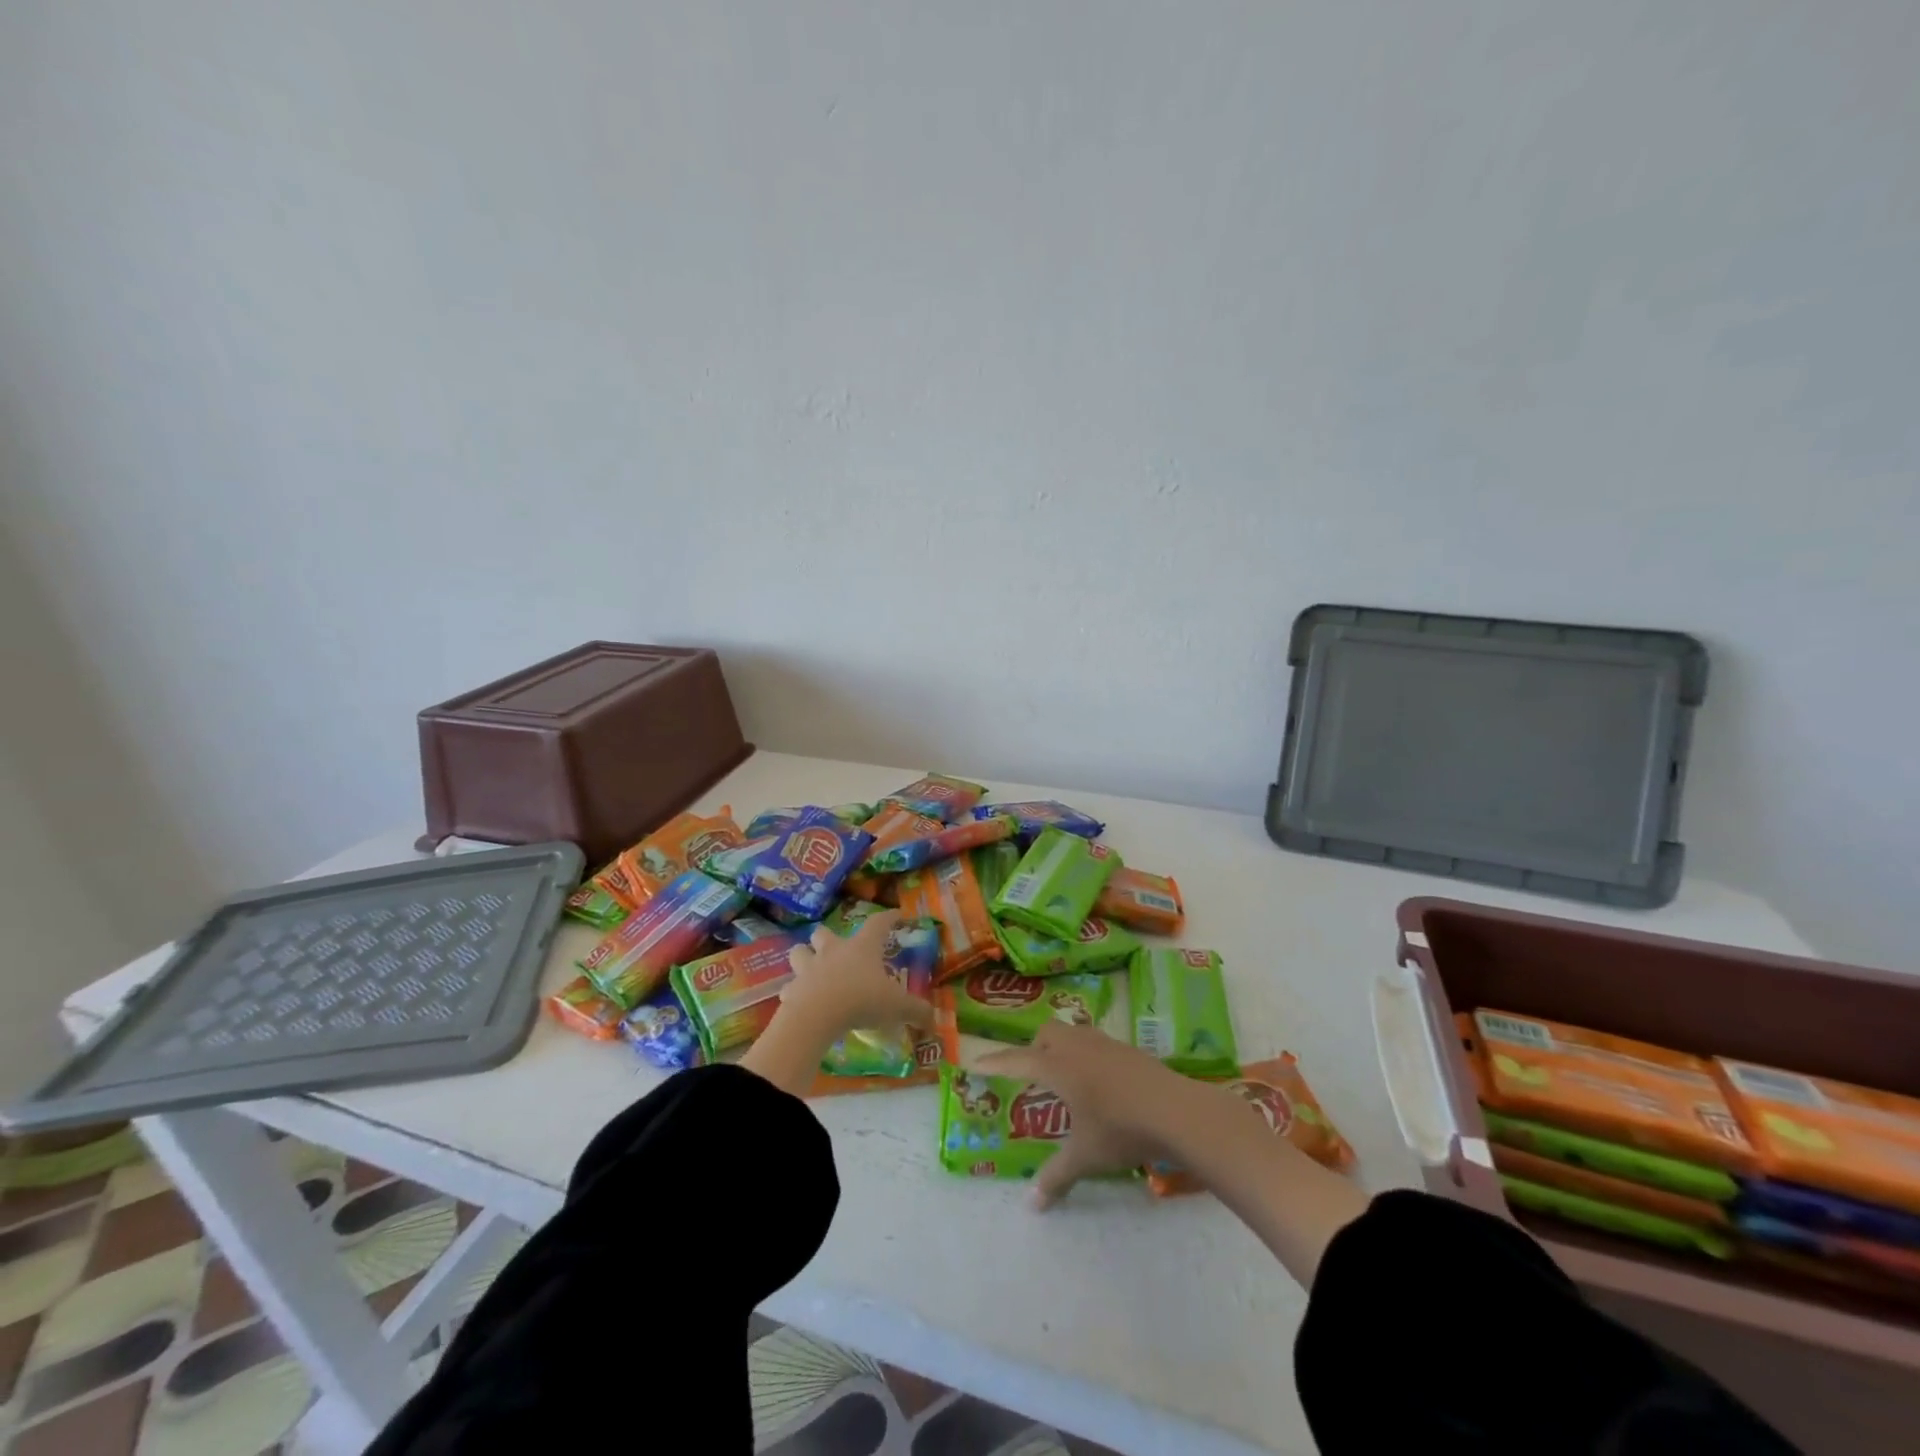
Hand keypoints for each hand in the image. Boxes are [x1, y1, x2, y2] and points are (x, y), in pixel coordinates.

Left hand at [778, 911, 926, 1039]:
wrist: (817, 1016)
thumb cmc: (862, 1000)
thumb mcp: (897, 1007)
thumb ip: (917, 1012)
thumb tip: (934, 1020)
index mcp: (862, 948)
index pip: (878, 923)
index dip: (889, 917)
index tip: (897, 914)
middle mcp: (833, 951)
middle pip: (824, 932)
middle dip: (828, 938)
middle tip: (836, 948)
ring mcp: (809, 968)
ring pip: (800, 952)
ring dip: (805, 957)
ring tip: (813, 969)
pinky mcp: (792, 990)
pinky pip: (791, 987)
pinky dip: (795, 992)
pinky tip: (801, 1001)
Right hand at [977, 1022, 1199, 1208]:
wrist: (1174, 1110)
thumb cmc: (1120, 1129)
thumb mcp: (1085, 1156)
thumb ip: (1056, 1176)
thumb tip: (1031, 1204)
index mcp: (1057, 1067)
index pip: (1016, 1061)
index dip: (994, 1063)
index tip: (974, 1062)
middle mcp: (1077, 1047)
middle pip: (1046, 1034)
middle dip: (1034, 1049)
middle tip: (1033, 1076)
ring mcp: (1105, 1044)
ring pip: (1073, 1033)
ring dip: (1062, 1048)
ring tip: (1065, 1076)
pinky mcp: (1128, 1050)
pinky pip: (1096, 1043)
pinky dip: (1087, 1056)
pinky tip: (1100, 1083)